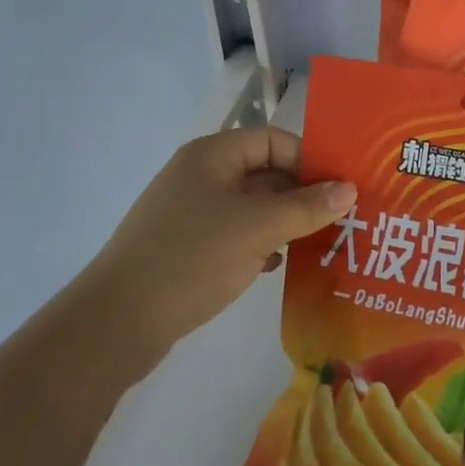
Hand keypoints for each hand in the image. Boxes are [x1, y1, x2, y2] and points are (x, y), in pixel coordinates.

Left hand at [77, 128, 355, 366]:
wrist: (115, 324)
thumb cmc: (191, 259)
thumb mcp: (257, 228)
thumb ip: (307, 207)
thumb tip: (350, 188)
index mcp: (212, 155)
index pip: (273, 141)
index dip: (309, 159)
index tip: (341, 187)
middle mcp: (200, 175)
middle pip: (264, 172)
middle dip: (302, 194)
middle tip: (342, 217)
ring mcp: (190, 213)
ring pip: (251, 207)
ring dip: (284, 221)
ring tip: (321, 242)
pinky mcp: (185, 247)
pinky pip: (235, 234)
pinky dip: (260, 243)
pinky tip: (278, 264)